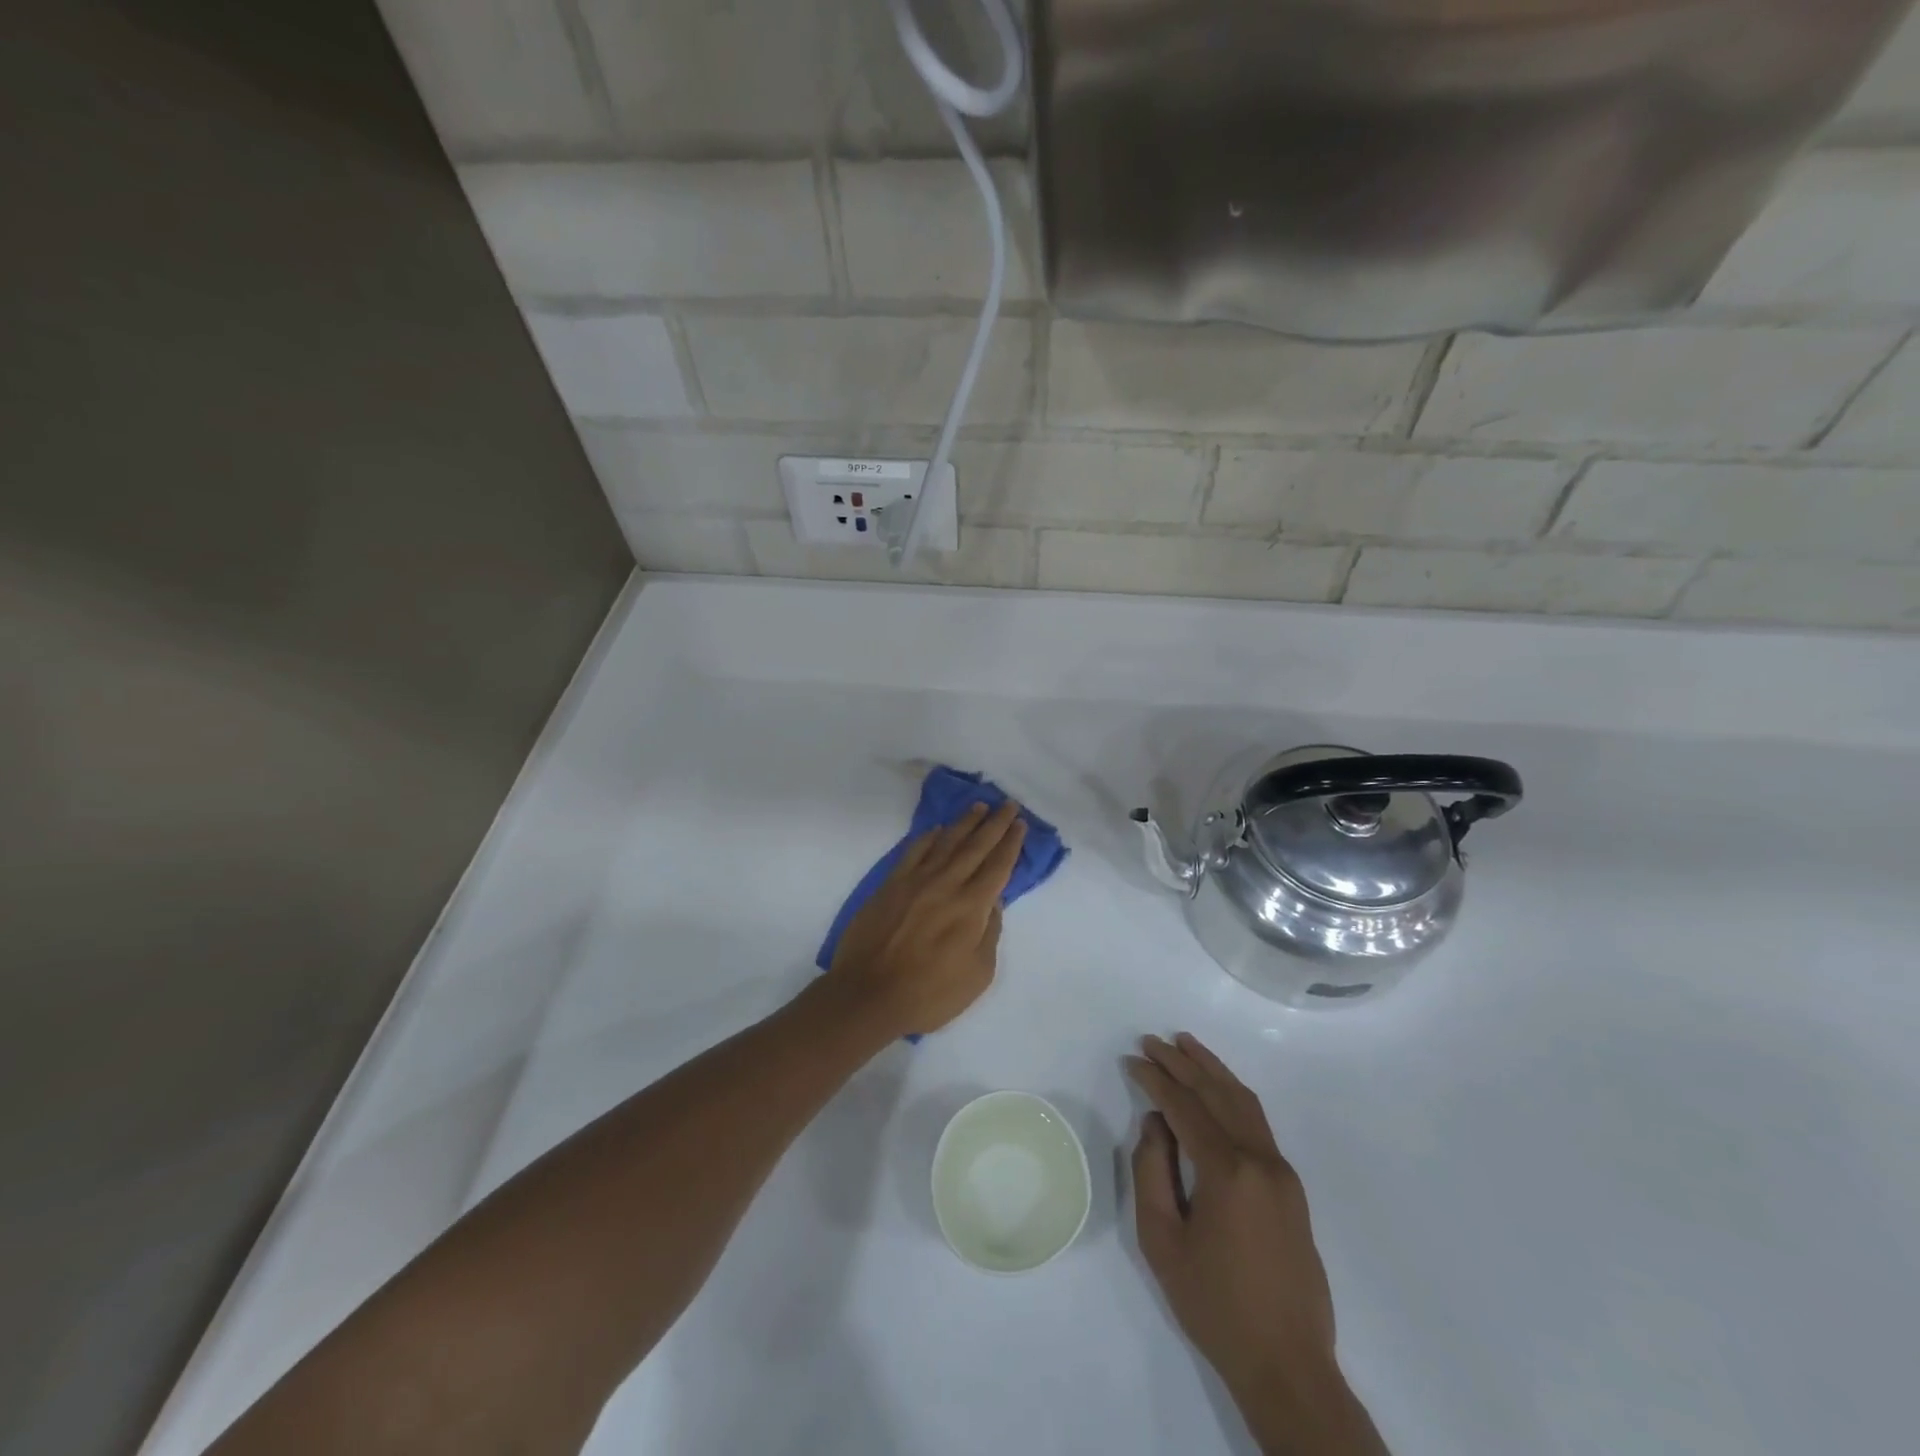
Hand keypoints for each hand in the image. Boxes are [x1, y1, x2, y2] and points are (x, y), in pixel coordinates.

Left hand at [827, 800, 1025, 1037]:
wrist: (868, 994)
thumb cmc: (929, 994)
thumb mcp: (977, 974)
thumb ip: (989, 934)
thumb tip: (993, 903)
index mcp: (972, 907)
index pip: (998, 866)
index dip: (1011, 843)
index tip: (1020, 823)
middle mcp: (947, 884)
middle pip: (976, 846)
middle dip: (995, 823)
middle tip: (1008, 803)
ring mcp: (916, 881)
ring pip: (946, 842)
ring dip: (965, 823)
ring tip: (979, 806)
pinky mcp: (891, 885)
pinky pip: (913, 852)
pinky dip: (928, 837)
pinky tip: (937, 829)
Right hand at [1127, 1033, 1364, 1441]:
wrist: (1287, 1365)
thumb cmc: (1214, 1305)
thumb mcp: (1162, 1241)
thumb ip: (1151, 1172)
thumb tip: (1156, 1123)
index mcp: (1228, 1171)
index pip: (1185, 1106)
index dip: (1156, 1079)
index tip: (1131, 1059)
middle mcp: (1260, 1159)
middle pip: (1217, 1093)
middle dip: (1181, 1062)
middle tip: (1151, 1041)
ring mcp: (1281, 1171)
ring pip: (1244, 1101)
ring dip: (1212, 1069)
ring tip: (1185, 1044)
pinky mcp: (1291, 1187)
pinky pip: (1257, 1122)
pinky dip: (1232, 1094)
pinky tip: (1217, 1088)